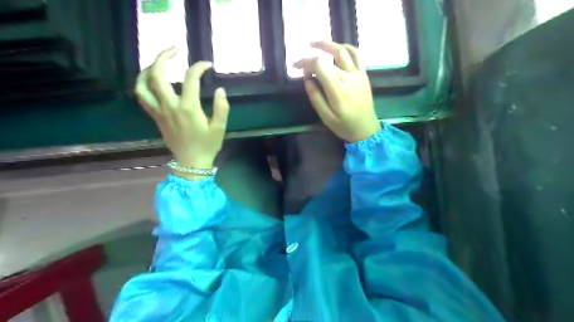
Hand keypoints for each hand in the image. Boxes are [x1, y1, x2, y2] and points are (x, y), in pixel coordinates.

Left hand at [136, 48, 230, 178]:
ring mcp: (159, 112)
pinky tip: (151, 80)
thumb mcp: (220, 128)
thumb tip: (220, 90)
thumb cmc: (207, 146)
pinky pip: (142, 96)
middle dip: (163, 57)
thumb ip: (222, 108)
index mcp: (188, 108)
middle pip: (158, 75)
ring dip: (148, 69)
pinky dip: (143, 84)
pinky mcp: (155, 117)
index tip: (207, 65)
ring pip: (143, 85)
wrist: (191, 163)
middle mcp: (170, 106)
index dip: (198, 67)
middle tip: (174, 49)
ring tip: (158, 62)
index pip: (190, 79)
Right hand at [296, 42, 380, 141]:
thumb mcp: (325, 117)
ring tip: (315, 44)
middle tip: (300, 63)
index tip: (296, 68)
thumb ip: (315, 97)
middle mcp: (348, 78)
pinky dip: (347, 47)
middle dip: (310, 58)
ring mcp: (358, 74)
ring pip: (342, 51)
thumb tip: (307, 79)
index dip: (305, 62)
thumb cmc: (344, 126)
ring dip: (327, 44)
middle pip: (327, 58)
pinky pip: (357, 55)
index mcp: (337, 90)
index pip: (319, 65)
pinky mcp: (363, 75)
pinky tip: (338, 48)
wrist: (366, 129)